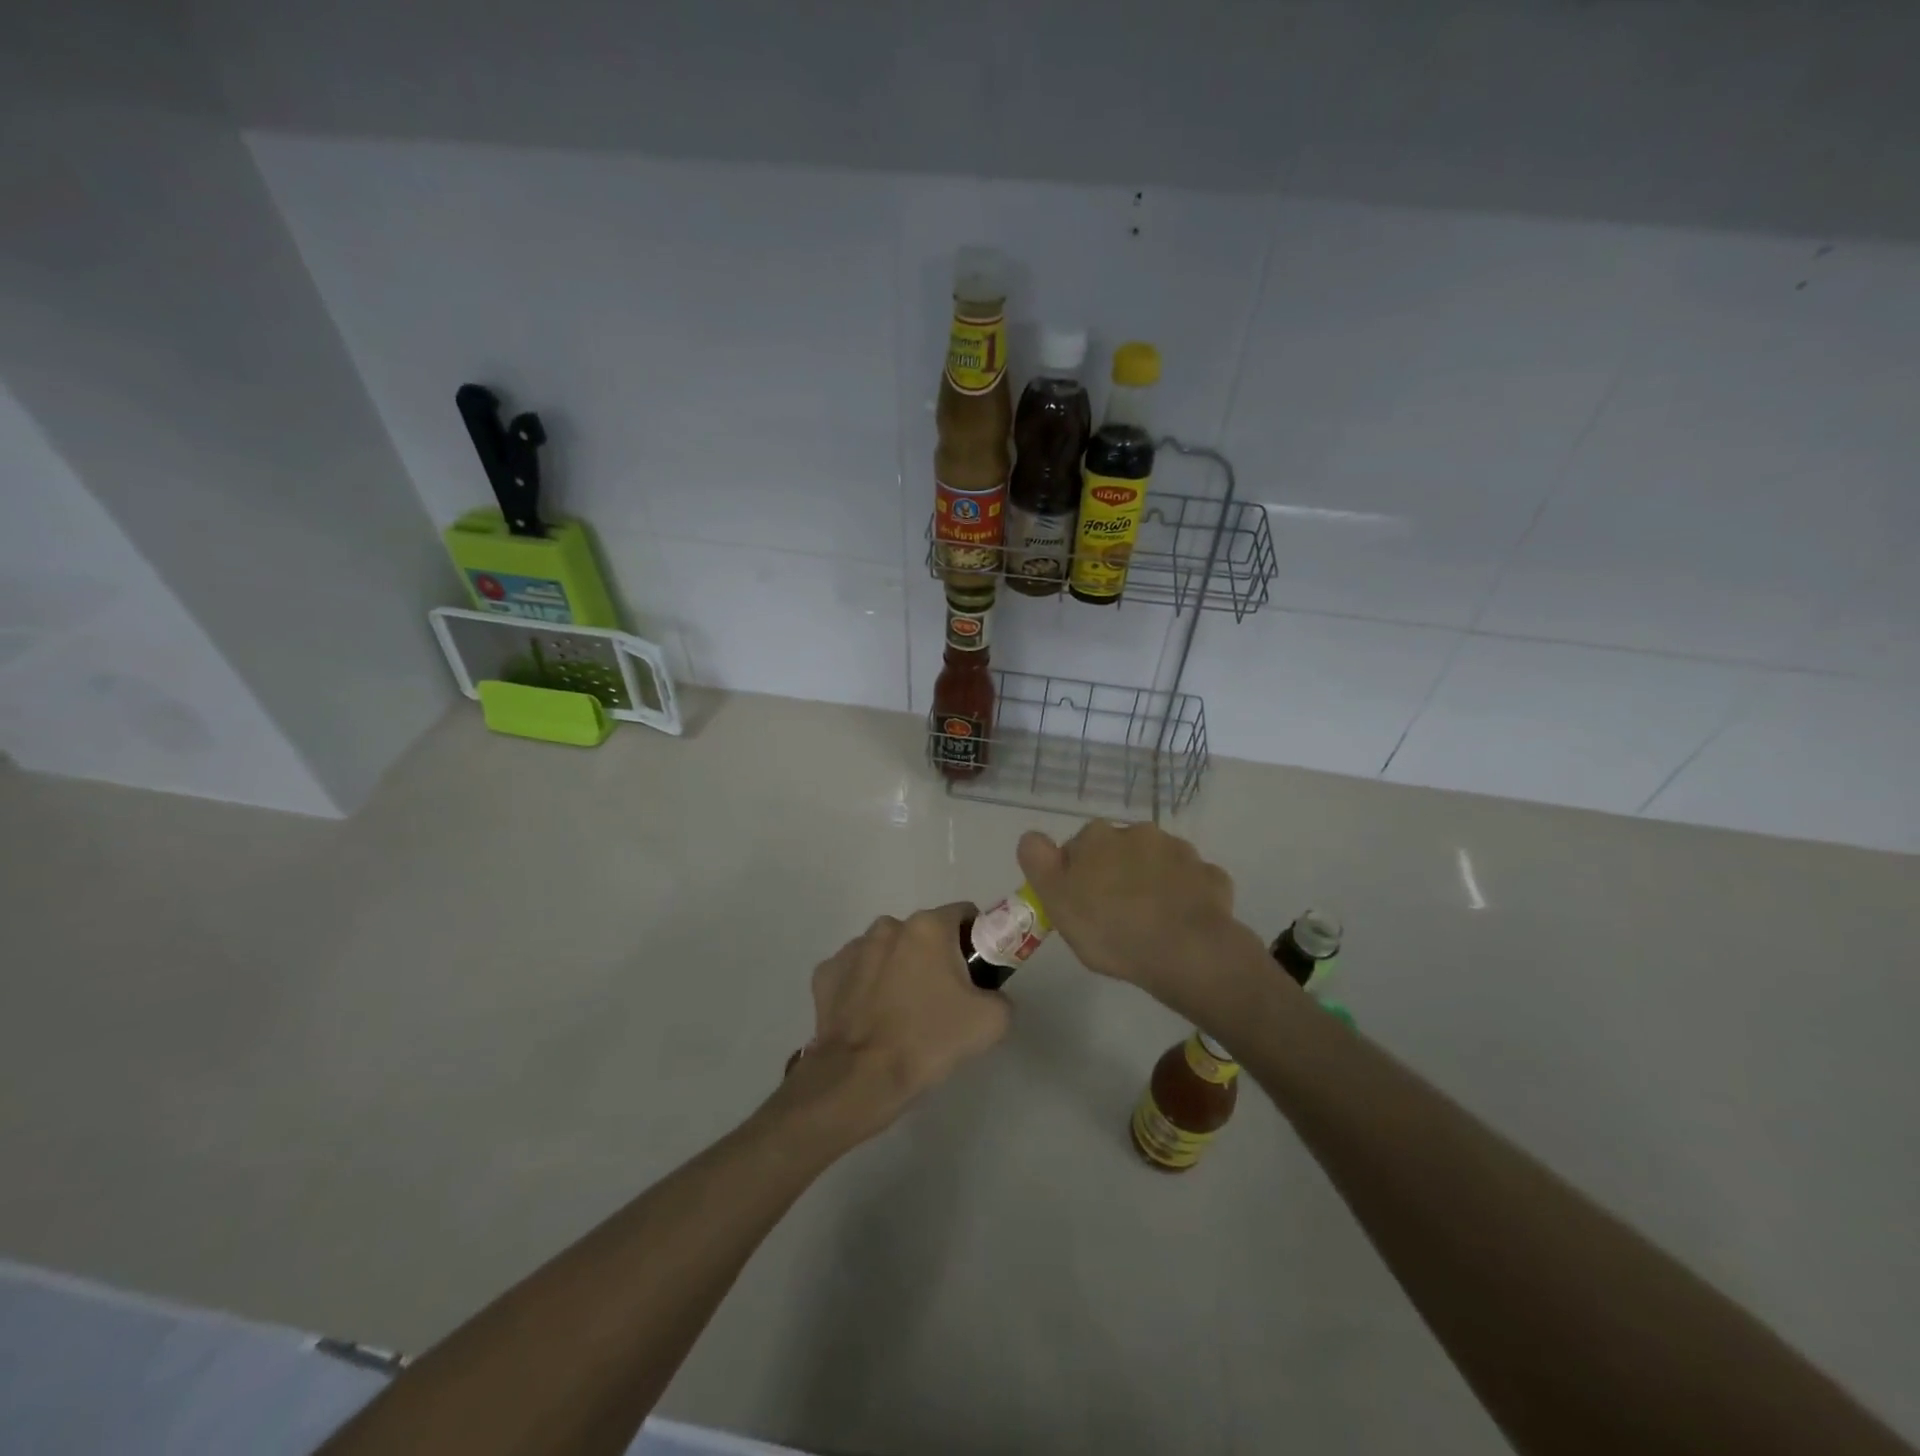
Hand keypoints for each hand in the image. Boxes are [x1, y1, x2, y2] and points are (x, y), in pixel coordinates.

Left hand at [786, 903, 1010, 1143]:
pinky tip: (872, 1018)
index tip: (976, 972)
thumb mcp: (992, 1021)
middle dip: (935, 957)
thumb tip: (991, 995)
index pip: (963, 915)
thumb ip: (1001, 995)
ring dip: (899, 969)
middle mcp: (888, 926)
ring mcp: (851, 948)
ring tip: (903, 1013)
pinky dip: (866, 987)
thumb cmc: (929, 1040)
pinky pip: (857, 973)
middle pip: (924, 934)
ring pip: (888, 951)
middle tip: (943, 1000)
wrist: (861, 1079)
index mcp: (928, 927)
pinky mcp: (826, 974)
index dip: (975, 940)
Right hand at [1017, 823, 1260, 1016]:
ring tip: (1151, 923)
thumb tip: (1033, 836)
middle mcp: (1139, 832)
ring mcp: (1180, 852)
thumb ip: (1038, 861)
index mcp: (1098, 836)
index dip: (1077, 875)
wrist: (1185, 951)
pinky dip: (1186, 897)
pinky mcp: (1212, 876)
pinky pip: (1192, 883)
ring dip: (1153, 882)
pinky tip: (1182, 924)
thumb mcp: (1055, 900)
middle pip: (1120, 851)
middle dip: (1118, 873)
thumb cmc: (1110, 928)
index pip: (1079, 847)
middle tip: (1116, 916)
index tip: (1082, 905)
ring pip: (1158, 864)